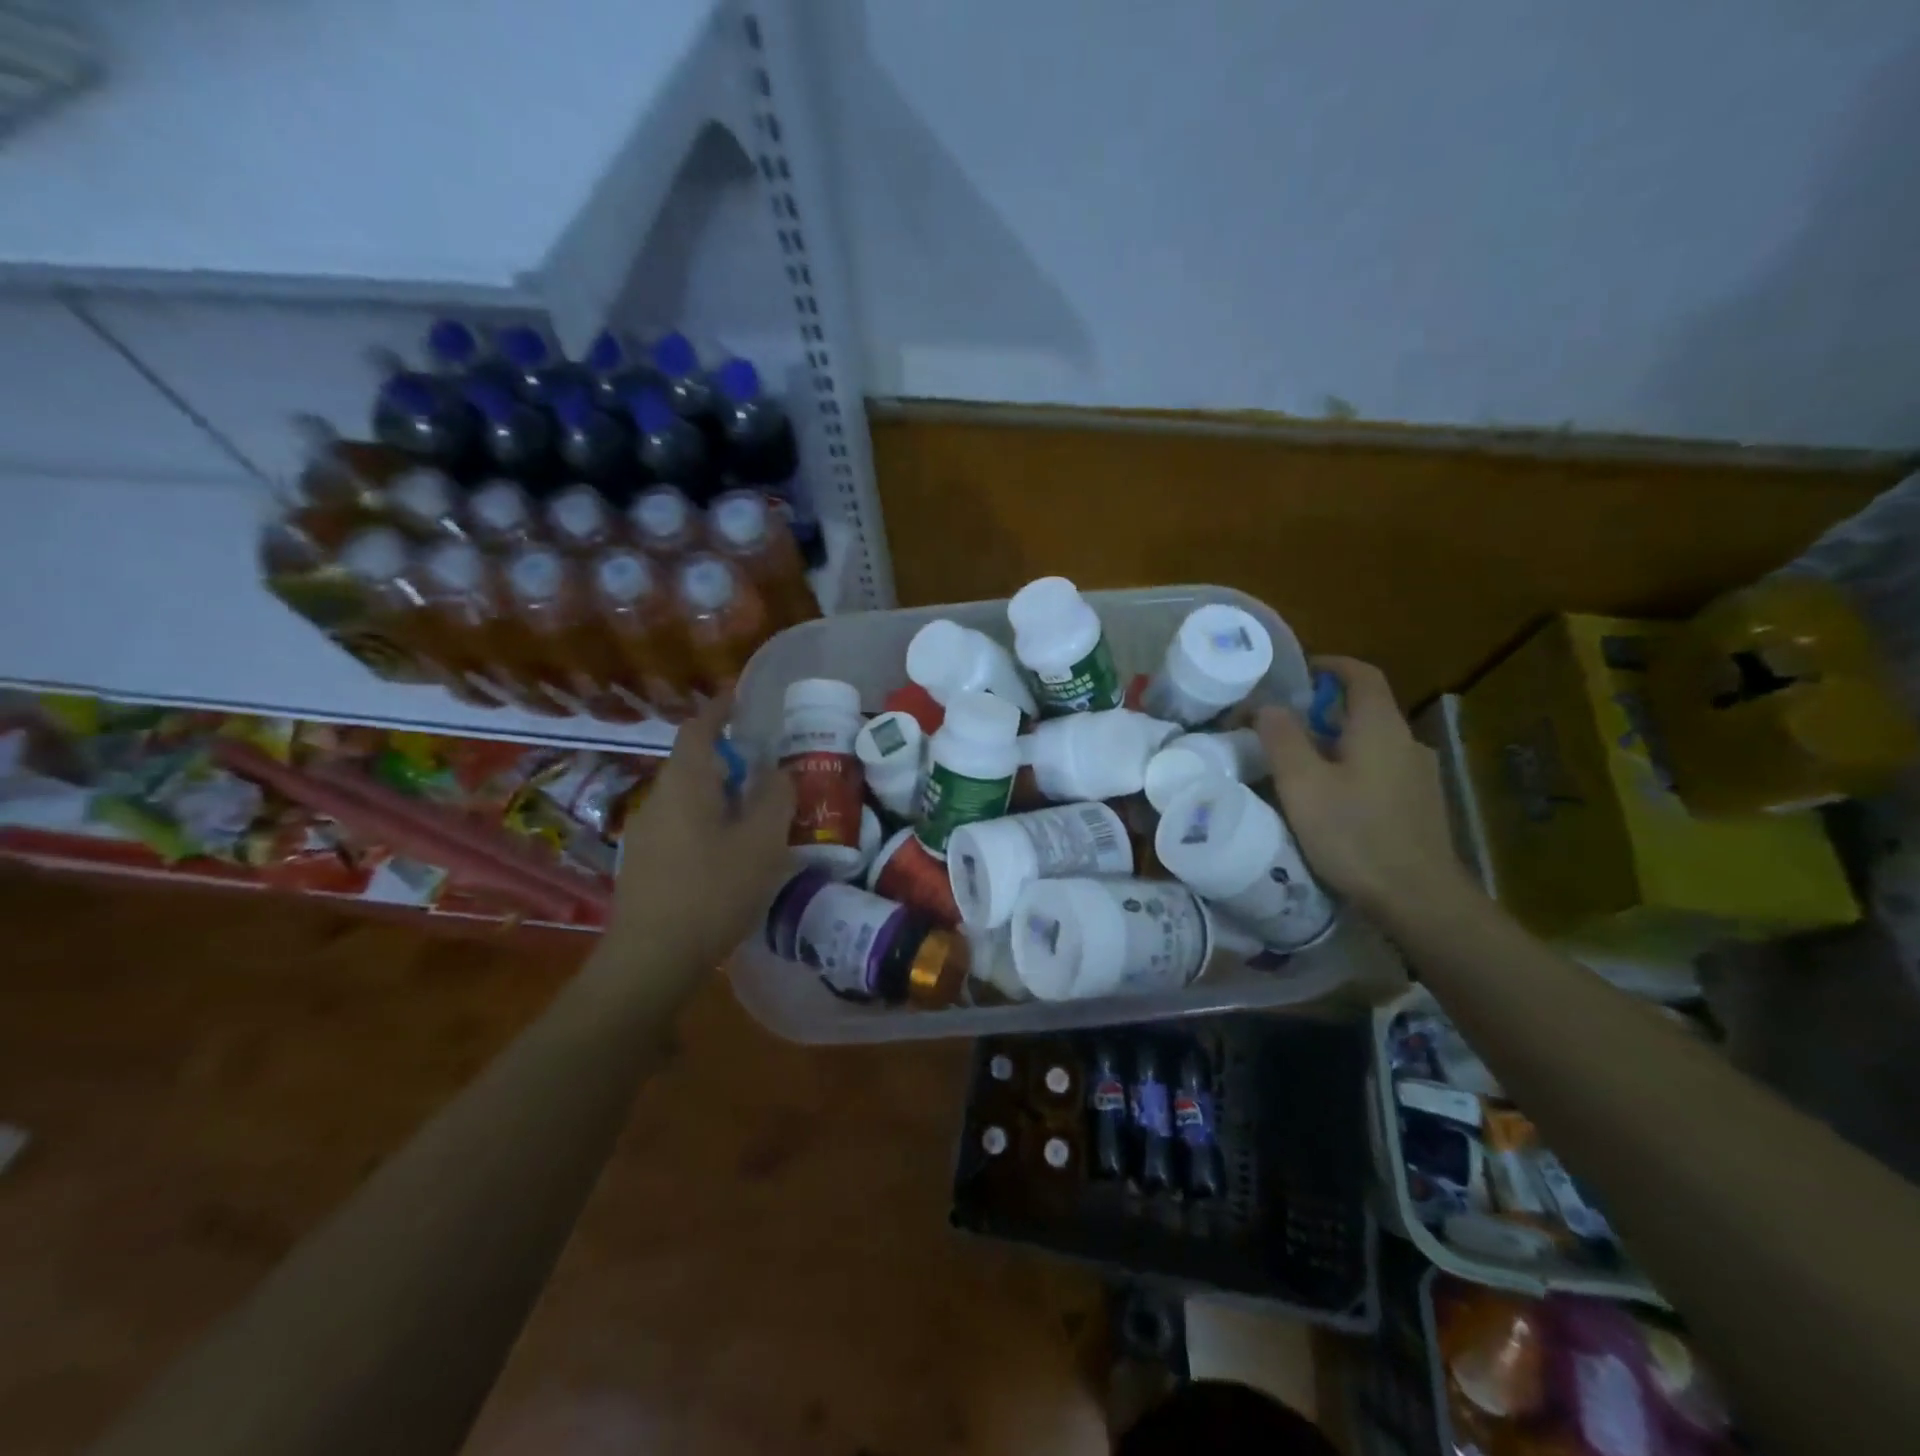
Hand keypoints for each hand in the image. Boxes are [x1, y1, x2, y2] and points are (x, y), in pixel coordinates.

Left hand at [611, 696, 795, 967]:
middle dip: (730, 756)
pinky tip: (732, 850)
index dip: (721, 708)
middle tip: (769, 765)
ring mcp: (647, 832)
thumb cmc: (713, 890)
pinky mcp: (646, 862)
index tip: (743, 698)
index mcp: (686, 783)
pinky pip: (682, 824)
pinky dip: (709, 820)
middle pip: (694, 762)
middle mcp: (659, 798)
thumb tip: (778, 771)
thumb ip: (775, 797)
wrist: (652, 958)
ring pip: (689, 796)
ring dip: (721, 792)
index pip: (699, 728)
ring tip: (758, 809)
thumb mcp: (761, 841)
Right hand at [1256, 657, 1469, 920]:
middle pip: (1366, 710)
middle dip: (1325, 710)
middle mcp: (1407, 742)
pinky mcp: (1421, 806)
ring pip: (1373, 744)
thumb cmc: (1353, 834)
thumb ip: (1282, 739)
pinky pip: (1382, 771)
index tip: (1300, 670)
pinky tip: (1334, 802)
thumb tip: (1267, 706)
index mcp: (1380, 728)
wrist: (1418, 898)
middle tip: (1284, 727)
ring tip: (1302, 768)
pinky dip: (1354, 770)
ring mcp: (1420, 776)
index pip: (1361, 675)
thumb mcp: (1302, 784)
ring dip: (1338, 744)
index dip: (1331, 665)